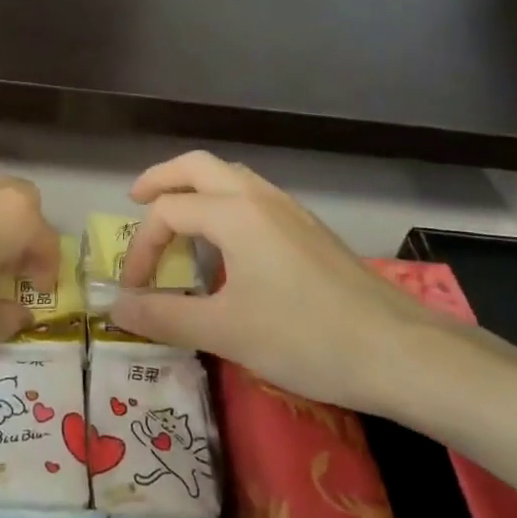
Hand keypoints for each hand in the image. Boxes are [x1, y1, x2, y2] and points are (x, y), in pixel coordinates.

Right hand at [114, 152, 460, 415]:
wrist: (400, 351)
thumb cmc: (306, 337)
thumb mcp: (225, 332)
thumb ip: (165, 316)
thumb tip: (116, 308)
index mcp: (234, 213)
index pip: (168, 212)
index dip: (141, 248)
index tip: (133, 291)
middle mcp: (259, 197)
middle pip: (198, 166)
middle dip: (162, 179)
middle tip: (135, 201)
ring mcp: (289, 210)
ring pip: (230, 177)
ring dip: (195, 188)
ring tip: (177, 220)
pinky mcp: (309, 229)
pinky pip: (253, 197)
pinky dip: (224, 204)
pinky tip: (227, 245)